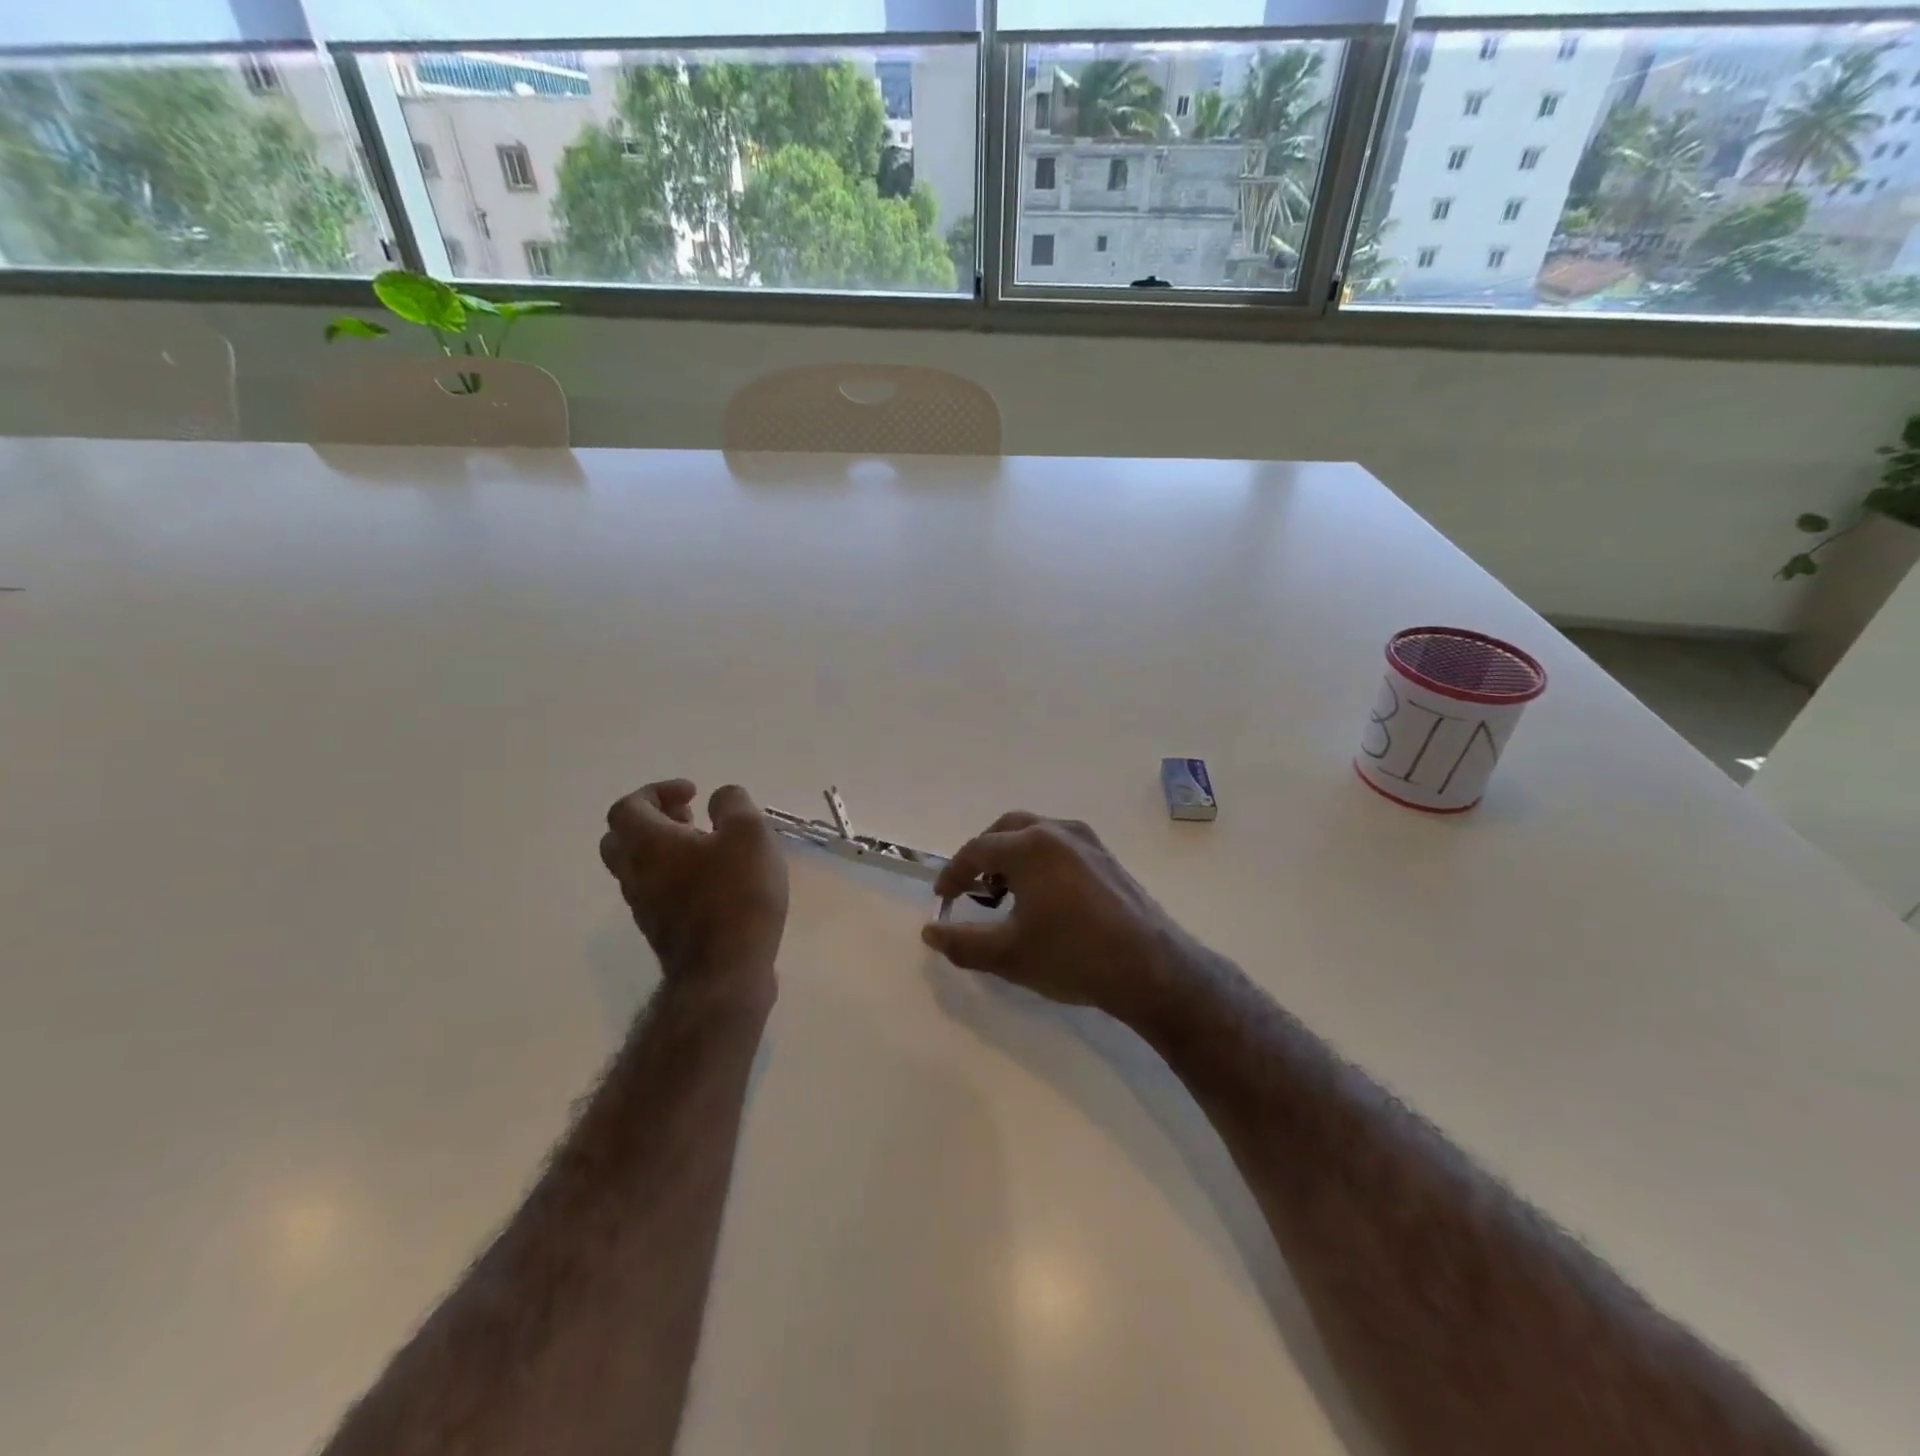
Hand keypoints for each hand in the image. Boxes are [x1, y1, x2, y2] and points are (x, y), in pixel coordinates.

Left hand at [601, 779, 788, 985]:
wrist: (725, 973)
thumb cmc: (736, 894)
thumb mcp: (749, 833)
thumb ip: (733, 805)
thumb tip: (719, 798)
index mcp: (648, 843)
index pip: (628, 807)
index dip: (657, 791)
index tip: (693, 793)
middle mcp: (635, 873)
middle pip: (620, 839)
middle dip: (652, 821)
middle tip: (688, 817)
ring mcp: (644, 907)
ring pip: (637, 868)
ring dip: (663, 850)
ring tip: (706, 848)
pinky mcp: (661, 932)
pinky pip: (656, 893)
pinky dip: (674, 877)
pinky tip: (713, 882)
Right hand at [921, 813, 1189, 1028]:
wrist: (1151, 969)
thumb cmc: (1072, 957)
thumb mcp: (1008, 955)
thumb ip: (961, 942)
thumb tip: (930, 933)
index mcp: (1031, 846)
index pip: (977, 850)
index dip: (953, 874)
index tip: (942, 900)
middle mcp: (1058, 832)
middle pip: (1007, 830)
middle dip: (983, 856)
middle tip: (972, 890)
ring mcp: (1088, 842)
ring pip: (1036, 834)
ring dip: (1013, 856)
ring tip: (1007, 896)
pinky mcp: (1107, 858)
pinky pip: (1061, 846)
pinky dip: (1040, 860)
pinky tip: (1045, 898)